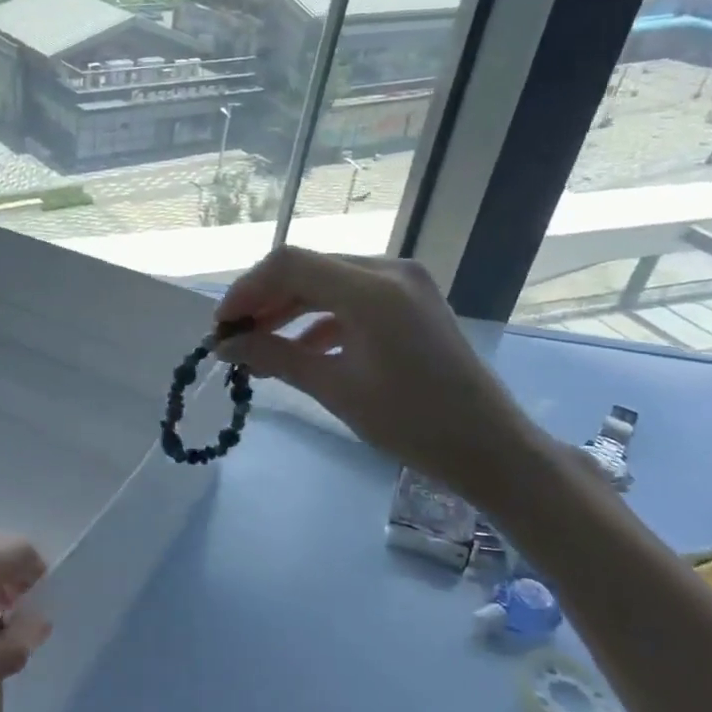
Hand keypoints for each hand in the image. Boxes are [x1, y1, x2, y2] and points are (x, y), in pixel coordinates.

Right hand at [215, 246, 546, 502]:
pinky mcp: (410, 302)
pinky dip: (319, 319)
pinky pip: (351, 298)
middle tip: (233, 338)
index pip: (290, 264)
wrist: (490, 447)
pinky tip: (299, 350)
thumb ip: (275, 357)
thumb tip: (225, 347)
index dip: (247, 290)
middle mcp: (388, 271)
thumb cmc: (412, 422)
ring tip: (258, 346)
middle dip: (264, 300)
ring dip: (289, 309)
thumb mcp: (335, 389)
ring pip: (327, 281)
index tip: (221, 327)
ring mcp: (404, 284)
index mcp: (372, 289)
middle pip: (307, 268)